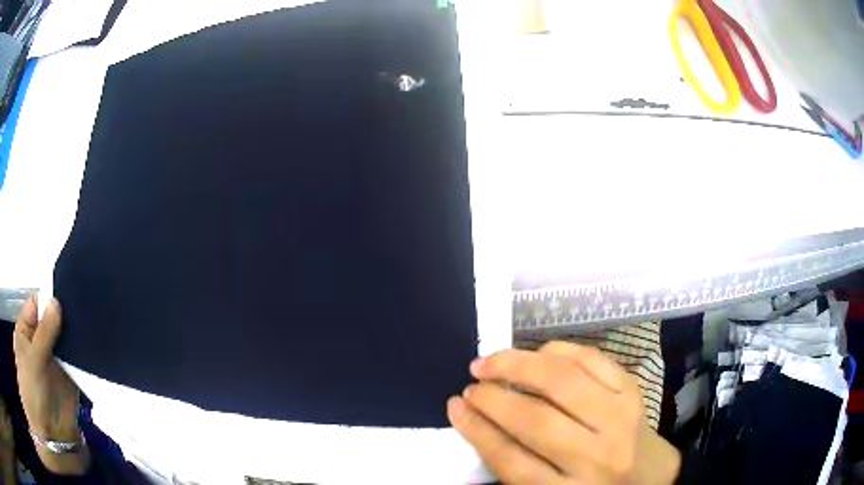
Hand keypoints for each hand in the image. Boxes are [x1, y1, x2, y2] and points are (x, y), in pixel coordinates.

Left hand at [14, 296, 88, 475]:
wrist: (50, 433)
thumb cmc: (32, 389)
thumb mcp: (33, 358)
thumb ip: (44, 332)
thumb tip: (56, 302)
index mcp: (26, 330)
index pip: (37, 304)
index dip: (48, 297)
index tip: (65, 291)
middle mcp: (39, 341)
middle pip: (52, 320)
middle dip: (64, 314)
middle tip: (83, 304)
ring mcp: (54, 360)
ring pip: (65, 339)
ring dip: (75, 334)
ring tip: (91, 321)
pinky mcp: (69, 377)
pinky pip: (76, 360)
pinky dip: (83, 353)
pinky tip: (94, 344)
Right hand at [448, 341, 679, 484]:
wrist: (649, 475)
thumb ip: (518, 465)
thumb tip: (478, 422)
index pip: (512, 460)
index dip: (477, 430)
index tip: (455, 406)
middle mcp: (596, 457)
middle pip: (536, 422)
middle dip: (494, 399)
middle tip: (471, 384)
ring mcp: (620, 418)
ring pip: (563, 382)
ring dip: (519, 366)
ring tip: (490, 361)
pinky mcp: (633, 391)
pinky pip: (593, 360)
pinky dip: (559, 350)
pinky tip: (537, 353)